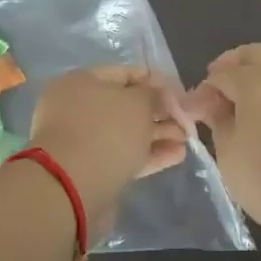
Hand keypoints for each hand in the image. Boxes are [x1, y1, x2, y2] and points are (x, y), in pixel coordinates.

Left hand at [29, 66, 188, 219]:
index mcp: (82, 82)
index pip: (124, 73)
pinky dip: (149, 154)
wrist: (72, 187)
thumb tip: (156, 91)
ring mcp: (84, 141)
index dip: (154, 80)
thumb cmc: (106, 131)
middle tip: (187, 120)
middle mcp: (79, 108)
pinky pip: (124, 155)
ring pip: (127, 132)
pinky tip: (177, 156)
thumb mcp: (137, 103)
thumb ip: (152, 94)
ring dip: (158, 134)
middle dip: (159, 112)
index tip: (179, 92)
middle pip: (126, 105)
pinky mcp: (92, 169)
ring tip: (187, 140)